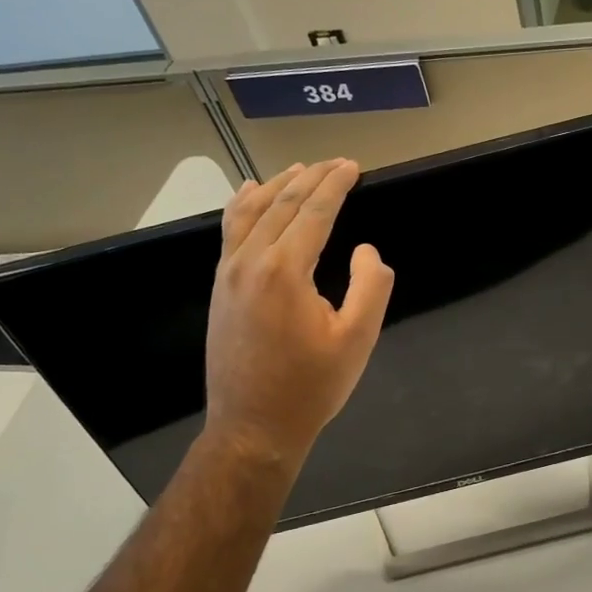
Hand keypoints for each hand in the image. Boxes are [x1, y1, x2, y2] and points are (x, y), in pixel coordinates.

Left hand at [204, 160, 393, 463]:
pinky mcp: (220, 288)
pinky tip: (249, 195)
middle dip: (311, 179)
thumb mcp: (357, 339)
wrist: (254, 427)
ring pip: (251, 213)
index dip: (335, 185)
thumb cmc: (311, 387)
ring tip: (298, 169)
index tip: (352, 166)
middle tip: (335, 163)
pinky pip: (230, 233)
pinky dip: (243, 207)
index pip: (313, 212)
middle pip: (282, 205)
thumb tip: (365, 249)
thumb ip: (371, 287)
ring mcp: (228, 274)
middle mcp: (250, 262)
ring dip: (277, 187)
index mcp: (285, 271)